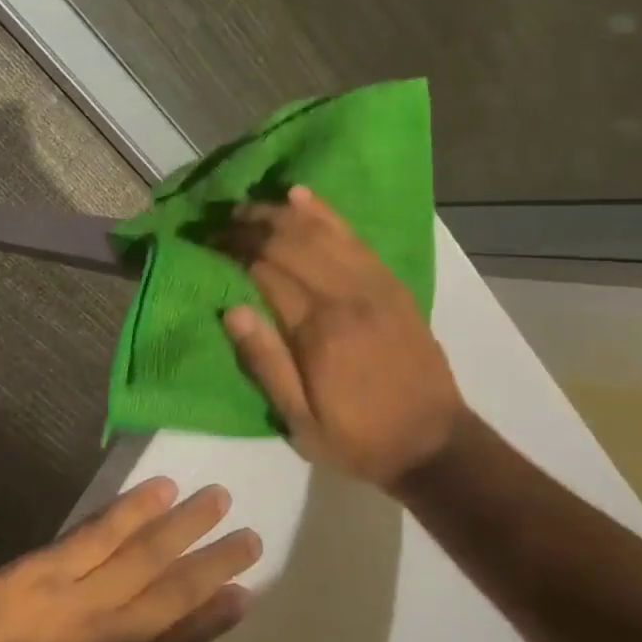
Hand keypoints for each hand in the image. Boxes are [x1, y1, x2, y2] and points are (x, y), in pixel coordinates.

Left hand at [0, 479, 258, 641]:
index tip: (245, 594)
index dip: (214, 619)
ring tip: (217, 498)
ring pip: (142, 553)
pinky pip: (95, 532)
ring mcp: (75, 597)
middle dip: (214, 564)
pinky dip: (131, 510)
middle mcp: (108, 638)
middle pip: (172, 592)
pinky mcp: (39, 569)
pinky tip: (157, 490)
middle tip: (251, 537)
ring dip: (183, 525)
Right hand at [220, 185, 464, 490]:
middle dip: (251, 226)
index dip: (232, 251)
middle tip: (220, 223)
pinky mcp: (392, 285)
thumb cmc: (359, 438)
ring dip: (281, 213)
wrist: (435, 445)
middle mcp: (347, 296)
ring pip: (321, 232)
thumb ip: (266, 363)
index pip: (266, 270)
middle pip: (291, 242)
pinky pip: (354, 237)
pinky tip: (301, 196)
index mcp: (319, 330)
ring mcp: (375, 285)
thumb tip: (231, 309)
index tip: (205, 243)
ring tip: (250, 208)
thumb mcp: (301, 421)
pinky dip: (325, 213)